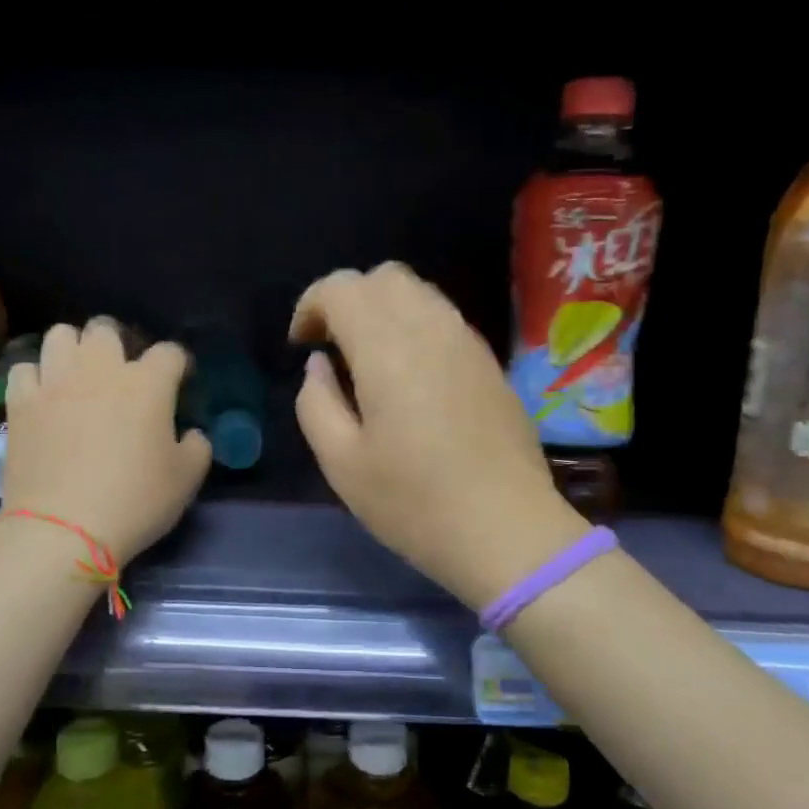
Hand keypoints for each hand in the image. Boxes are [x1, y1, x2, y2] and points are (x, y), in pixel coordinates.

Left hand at [0, 319, 211, 563]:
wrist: (63, 529)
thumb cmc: (135, 501)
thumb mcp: (187, 480)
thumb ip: (197, 446)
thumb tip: (191, 433)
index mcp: (148, 383)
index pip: (170, 352)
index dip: (178, 364)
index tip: (179, 380)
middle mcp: (100, 369)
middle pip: (106, 329)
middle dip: (117, 343)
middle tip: (121, 372)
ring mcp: (55, 381)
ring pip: (60, 335)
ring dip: (73, 349)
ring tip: (77, 373)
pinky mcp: (21, 402)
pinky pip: (25, 369)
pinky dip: (36, 377)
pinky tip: (43, 395)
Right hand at [290, 263, 587, 611]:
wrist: (507, 531)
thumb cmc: (414, 504)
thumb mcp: (342, 464)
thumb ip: (316, 403)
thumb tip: (320, 366)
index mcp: (387, 349)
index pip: (343, 288)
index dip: (311, 304)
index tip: (301, 344)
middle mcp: (431, 329)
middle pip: (384, 277)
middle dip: (348, 299)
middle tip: (332, 346)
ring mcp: (468, 343)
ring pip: (419, 292)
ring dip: (383, 309)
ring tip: (368, 360)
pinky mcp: (490, 363)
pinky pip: (444, 319)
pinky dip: (415, 326)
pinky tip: (409, 376)